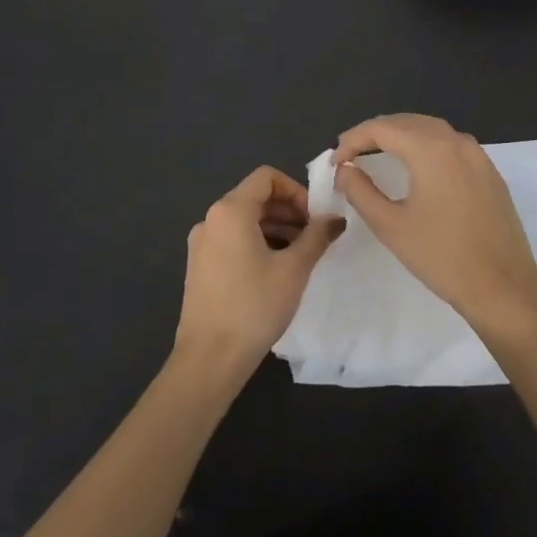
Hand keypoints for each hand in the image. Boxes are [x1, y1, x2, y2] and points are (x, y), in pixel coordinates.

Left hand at [175, 165, 343, 382]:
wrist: (210, 358)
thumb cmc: (255, 306)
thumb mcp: (295, 269)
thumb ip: (317, 236)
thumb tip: (335, 219)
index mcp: (230, 211)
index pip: (267, 177)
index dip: (296, 190)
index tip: (315, 218)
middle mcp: (211, 219)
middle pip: (255, 198)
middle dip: (289, 211)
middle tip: (315, 238)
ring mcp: (201, 243)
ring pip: (245, 221)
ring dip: (276, 229)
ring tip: (301, 256)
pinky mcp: (200, 266)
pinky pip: (233, 240)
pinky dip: (258, 243)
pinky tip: (277, 271)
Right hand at [332, 114, 536, 326]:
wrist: (503, 286)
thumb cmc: (441, 257)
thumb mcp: (390, 225)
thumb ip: (360, 191)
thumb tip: (344, 169)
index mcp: (431, 149)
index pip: (381, 128)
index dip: (352, 140)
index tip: (334, 161)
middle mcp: (456, 142)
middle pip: (407, 122)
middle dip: (375, 133)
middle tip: (350, 154)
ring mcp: (478, 155)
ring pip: (431, 130)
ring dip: (401, 136)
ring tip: (377, 154)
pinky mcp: (490, 172)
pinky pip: (451, 145)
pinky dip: (426, 146)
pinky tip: (416, 166)